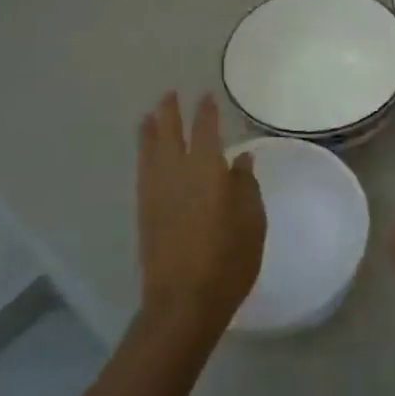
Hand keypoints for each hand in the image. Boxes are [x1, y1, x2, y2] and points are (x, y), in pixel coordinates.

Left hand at [135, 93, 266, 342]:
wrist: (183, 301)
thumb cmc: (228, 259)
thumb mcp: (252, 220)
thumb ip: (246, 185)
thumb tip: (240, 160)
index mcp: (207, 169)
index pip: (206, 129)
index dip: (206, 110)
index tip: (206, 95)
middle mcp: (177, 172)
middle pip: (170, 132)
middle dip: (170, 111)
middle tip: (170, 94)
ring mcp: (156, 191)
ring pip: (150, 149)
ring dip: (151, 129)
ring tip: (150, 116)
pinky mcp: (144, 211)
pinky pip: (143, 169)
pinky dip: (143, 153)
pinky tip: (146, 153)